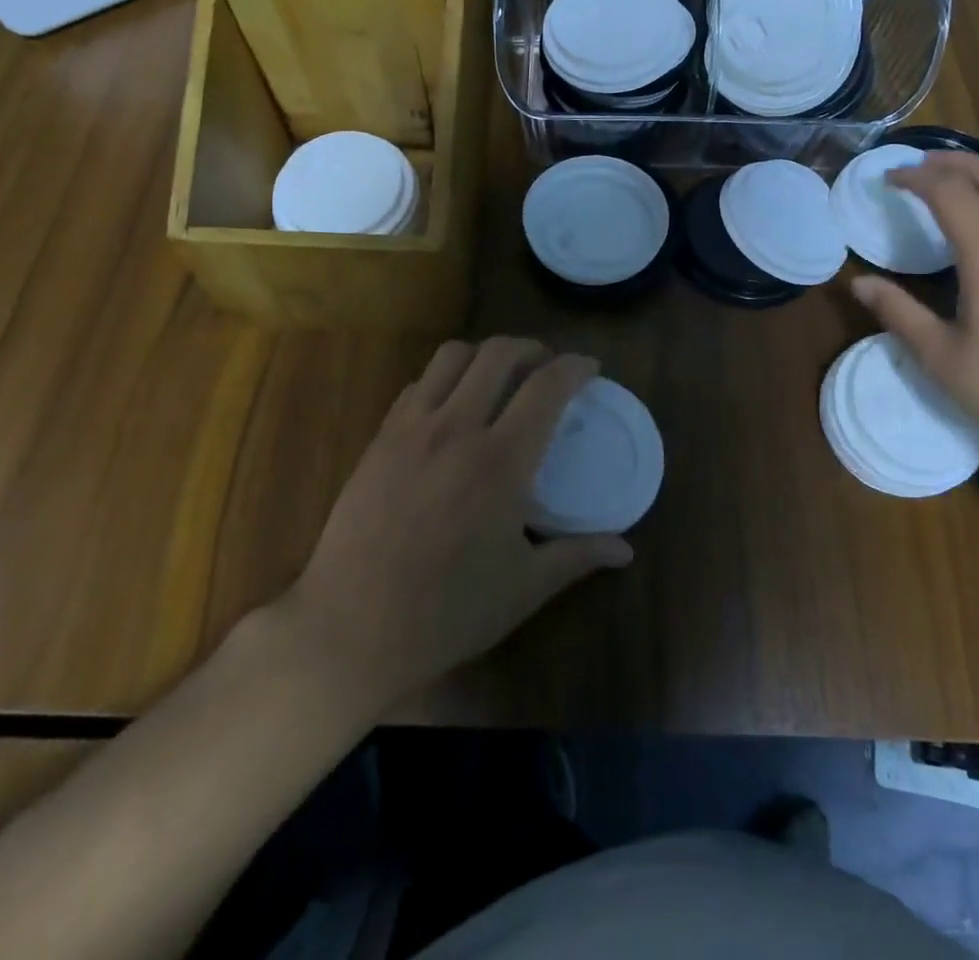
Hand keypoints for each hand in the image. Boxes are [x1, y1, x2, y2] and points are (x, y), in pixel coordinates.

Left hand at [284, 337, 632, 710]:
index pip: (547, 386)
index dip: (575, 367)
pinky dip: (444, 378)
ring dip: (485, 354)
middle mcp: (458, 428)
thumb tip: (625, 550)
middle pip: (499, 353)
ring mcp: (412, 428)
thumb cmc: (448, 611)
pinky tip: (451, 405)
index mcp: (502, 460)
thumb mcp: (524, 587)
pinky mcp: (380, 438)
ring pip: (453, 356)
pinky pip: (417, 384)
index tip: (591, 368)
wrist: (353, 628)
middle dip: (532, 348)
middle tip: (547, 367)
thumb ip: (578, 557)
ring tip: (499, 375)